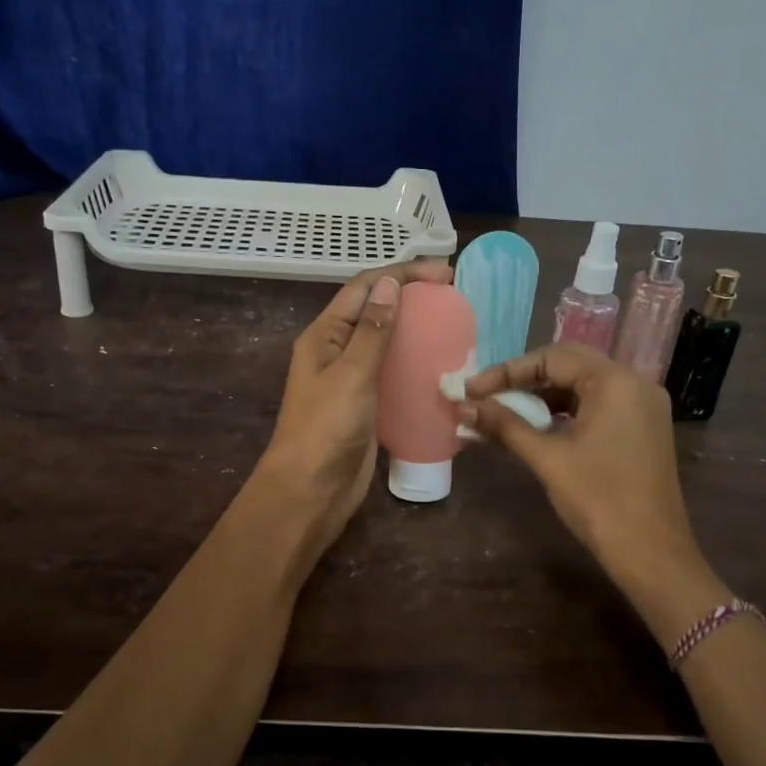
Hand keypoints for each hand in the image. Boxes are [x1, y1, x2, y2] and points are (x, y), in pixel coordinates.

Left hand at [255, 259, 454, 553]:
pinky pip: (393, 374)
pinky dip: (415, 364)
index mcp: (324, 336)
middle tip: (454, 297)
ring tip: (453, 326)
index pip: (364, 288)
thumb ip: (372, 330)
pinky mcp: (367, 405)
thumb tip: (391, 284)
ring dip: (415, 330)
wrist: (311, 491)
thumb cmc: (326, 429)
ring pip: (386, 343)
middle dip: (412, 298)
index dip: (402, 274)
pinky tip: (441, 366)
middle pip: (376, 311)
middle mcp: (336, 351)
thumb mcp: (351, 374)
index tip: (444, 274)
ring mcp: (351, 380)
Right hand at [460, 343, 702, 588]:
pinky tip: (536, 427)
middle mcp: (635, 383)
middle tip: (485, 396)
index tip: (471, 390)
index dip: (507, 371)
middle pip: (569, 365)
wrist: (650, 553)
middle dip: (523, 380)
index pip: (552, 358)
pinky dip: (564, 411)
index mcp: (615, 382)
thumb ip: (505, 426)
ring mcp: (643, 407)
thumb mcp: (547, 458)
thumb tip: (463, 407)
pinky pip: (597, 405)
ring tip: (503, 412)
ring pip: (582, 386)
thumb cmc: (598, 500)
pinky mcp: (642, 429)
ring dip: (542, 396)